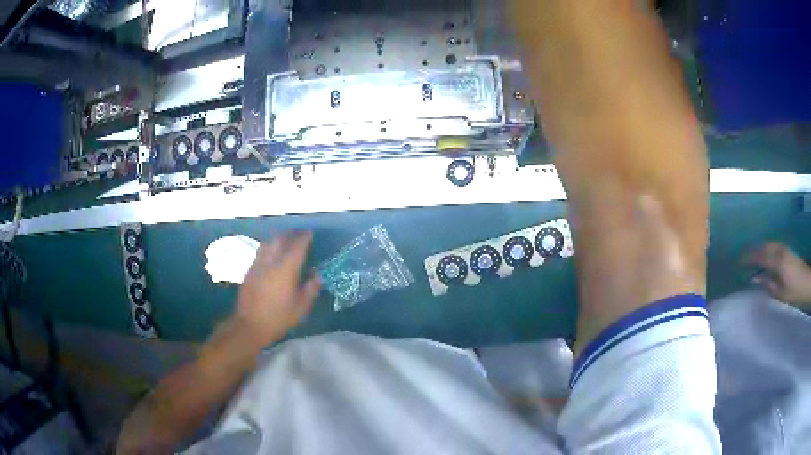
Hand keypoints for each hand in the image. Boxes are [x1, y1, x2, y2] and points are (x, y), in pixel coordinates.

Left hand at [230, 232, 320, 350]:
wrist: (250, 325)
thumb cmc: (279, 317)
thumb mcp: (301, 306)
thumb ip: (311, 288)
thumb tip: (316, 275)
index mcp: (286, 268)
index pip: (297, 246)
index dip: (304, 237)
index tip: (310, 233)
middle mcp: (271, 261)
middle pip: (280, 239)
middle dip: (291, 234)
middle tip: (299, 235)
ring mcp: (258, 264)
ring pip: (269, 243)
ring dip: (279, 238)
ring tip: (286, 241)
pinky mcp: (250, 270)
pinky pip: (261, 251)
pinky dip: (270, 247)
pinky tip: (272, 254)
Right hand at [745, 242, 810, 306]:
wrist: (806, 282)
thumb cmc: (794, 291)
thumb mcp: (781, 293)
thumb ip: (768, 284)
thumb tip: (754, 279)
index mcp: (777, 262)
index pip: (760, 257)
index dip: (748, 258)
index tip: (738, 262)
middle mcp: (779, 251)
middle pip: (764, 247)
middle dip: (753, 252)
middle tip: (743, 259)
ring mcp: (783, 249)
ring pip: (768, 245)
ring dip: (759, 249)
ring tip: (753, 258)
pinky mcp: (786, 250)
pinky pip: (773, 246)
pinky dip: (766, 249)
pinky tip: (765, 256)